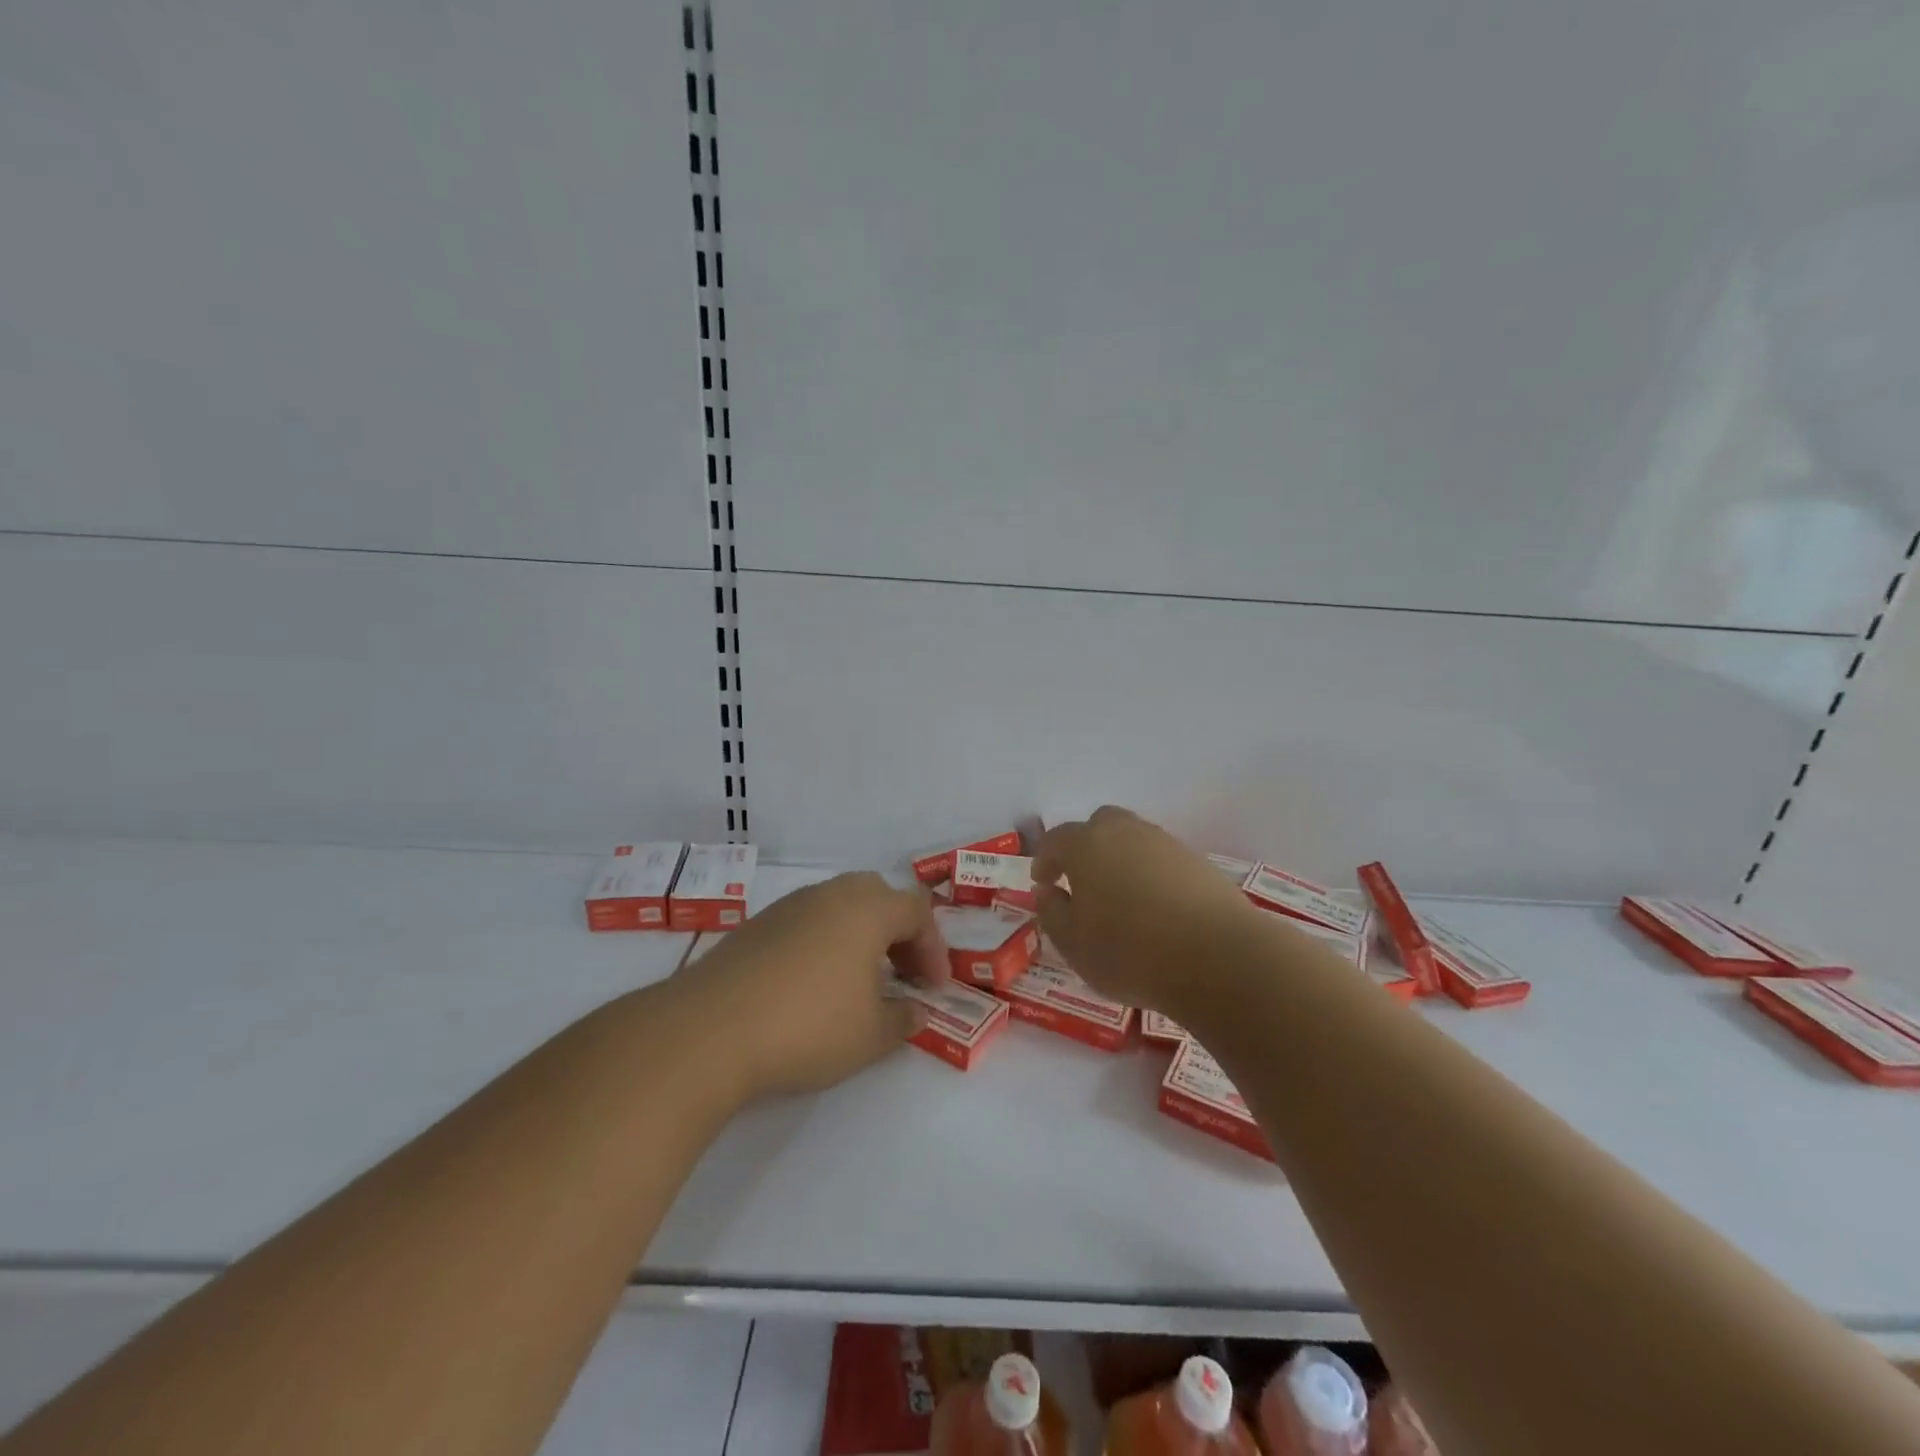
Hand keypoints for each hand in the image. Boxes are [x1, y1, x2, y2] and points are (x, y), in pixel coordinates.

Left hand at [679, 872, 948, 1098]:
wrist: (709, 1030)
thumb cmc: (807, 1027)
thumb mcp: (870, 1035)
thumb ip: (903, 1019)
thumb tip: (917, 1010)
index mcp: (866, 910)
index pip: (916, 912)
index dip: (934, 948)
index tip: (934, 989)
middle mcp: (829, 896)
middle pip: (878, 896)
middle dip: (898, 932)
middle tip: (903, 972)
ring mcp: (788, 906)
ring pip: (839, 905)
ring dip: (861, 935)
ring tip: (860, 980)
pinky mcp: (756, 926)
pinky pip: (806, 921)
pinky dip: (825, 942)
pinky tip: (813, 984)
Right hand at [1033, 806, 1261, 1014]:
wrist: (1219, 958)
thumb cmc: (1130, 953)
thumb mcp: (1073, 944)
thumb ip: (1052, 912)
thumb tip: (1050, 891)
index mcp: (1087, 845)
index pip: (1056, 840)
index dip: (1045, 859)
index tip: (1043, 882)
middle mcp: (1125, 832)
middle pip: (1100, 824)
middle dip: (1086, 846)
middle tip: (1081, 880)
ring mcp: (1166, 844)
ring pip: (1134, 839)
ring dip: (1120, 859)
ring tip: (1120, 897)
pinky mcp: (1199, 863)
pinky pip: (1162, 860)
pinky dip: (1151, 874)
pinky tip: (1155, 907)